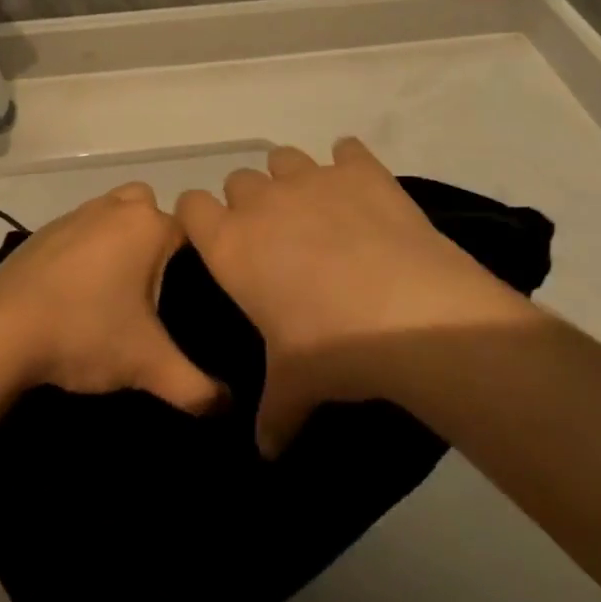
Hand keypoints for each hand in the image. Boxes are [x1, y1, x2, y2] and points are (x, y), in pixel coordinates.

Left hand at [0, 183, 224, 412]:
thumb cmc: (83, 332)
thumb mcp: (147, 365)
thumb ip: (196, 389)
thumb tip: (228, 407)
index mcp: (147, 225)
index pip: (192, 232)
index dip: (197, 266)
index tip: (191, 303)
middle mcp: (114, 207)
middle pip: (152, 213)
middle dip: (158, 245)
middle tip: (155, 293)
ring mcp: (75, 215)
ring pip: (115, 218)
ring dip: (122, 245)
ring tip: (118, 296)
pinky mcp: (44, 232)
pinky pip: (82, 232)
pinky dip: (88, 252)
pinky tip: (79, 295)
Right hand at [176, 139, 527, 454]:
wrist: (410, 315)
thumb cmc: (333, 349)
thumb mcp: (294, 387)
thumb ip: (272, 414)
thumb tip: (267, 451)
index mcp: (231, 243)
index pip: (191, 207)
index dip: (200, 221)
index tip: (216, 240)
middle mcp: (263, 200)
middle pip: (238, 180)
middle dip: (250, 203)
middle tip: (275, 238)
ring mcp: (312, 178)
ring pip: (284, 158)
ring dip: (292, 180)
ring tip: (318, 212)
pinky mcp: (360, 169)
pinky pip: (347, 150)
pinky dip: (350, 165)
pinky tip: (362, 192)